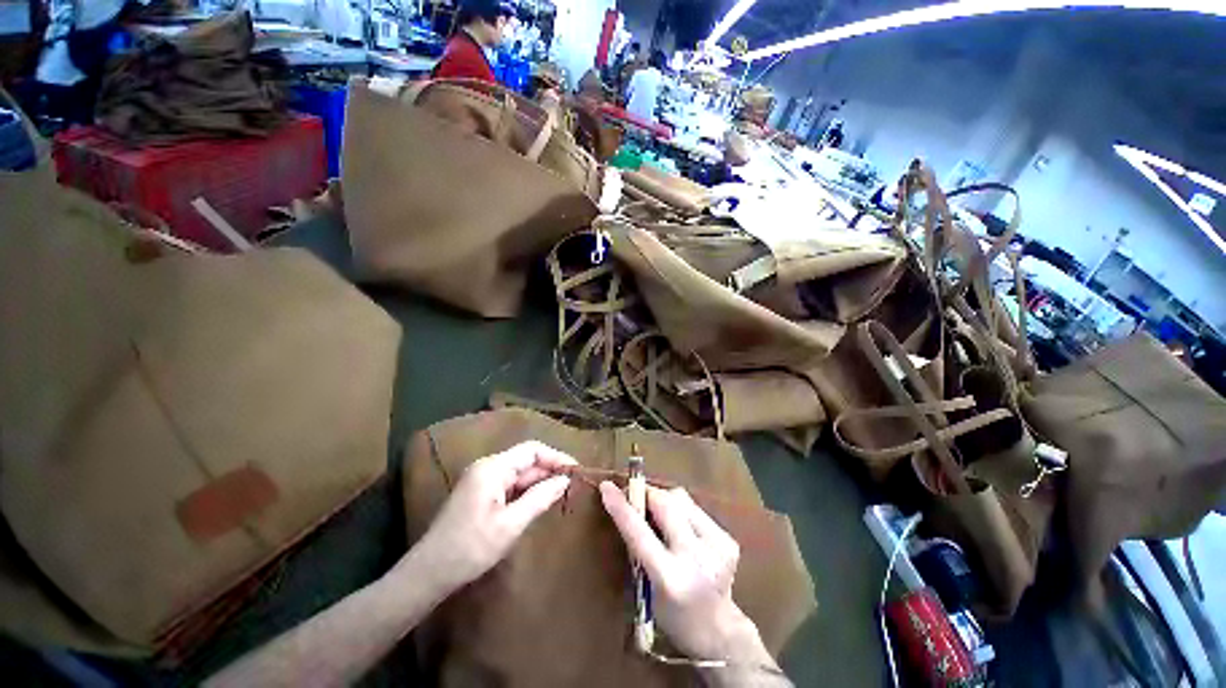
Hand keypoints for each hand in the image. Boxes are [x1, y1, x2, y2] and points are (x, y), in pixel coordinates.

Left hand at [408, 442, 575, 594]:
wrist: (429, 573)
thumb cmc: (471, 548)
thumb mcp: (510, 525)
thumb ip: (540, 498)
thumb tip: (565, 480)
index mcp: (492, 468)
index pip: (532, 450)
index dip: (556, 457)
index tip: (576, 469)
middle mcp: (487, 467)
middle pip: (525, 460)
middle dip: (549, 470)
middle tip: (572, 484)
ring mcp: (482, 479)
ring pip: (518, 473)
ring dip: (539, 480)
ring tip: (561, 492)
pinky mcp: (479, 492)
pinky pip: (509, 484)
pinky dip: (526, 490)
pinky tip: (539, 501)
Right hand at [599, 482, 767, 663]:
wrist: (718, 631)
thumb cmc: (671, 614)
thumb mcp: (646, 586)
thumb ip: (639, 545)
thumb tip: (631, 503)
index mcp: (670, 579)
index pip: (639, 534)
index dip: (621, 507)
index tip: (607, 487)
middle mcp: (697, 559)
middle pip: (666, 503)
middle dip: (648, 494)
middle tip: (636, 497)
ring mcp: (717, 547)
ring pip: (682, 499)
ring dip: (664, 500)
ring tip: (659, 516)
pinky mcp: (728, 539)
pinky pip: (696, 508)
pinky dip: (681, 510)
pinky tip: (681, 528)